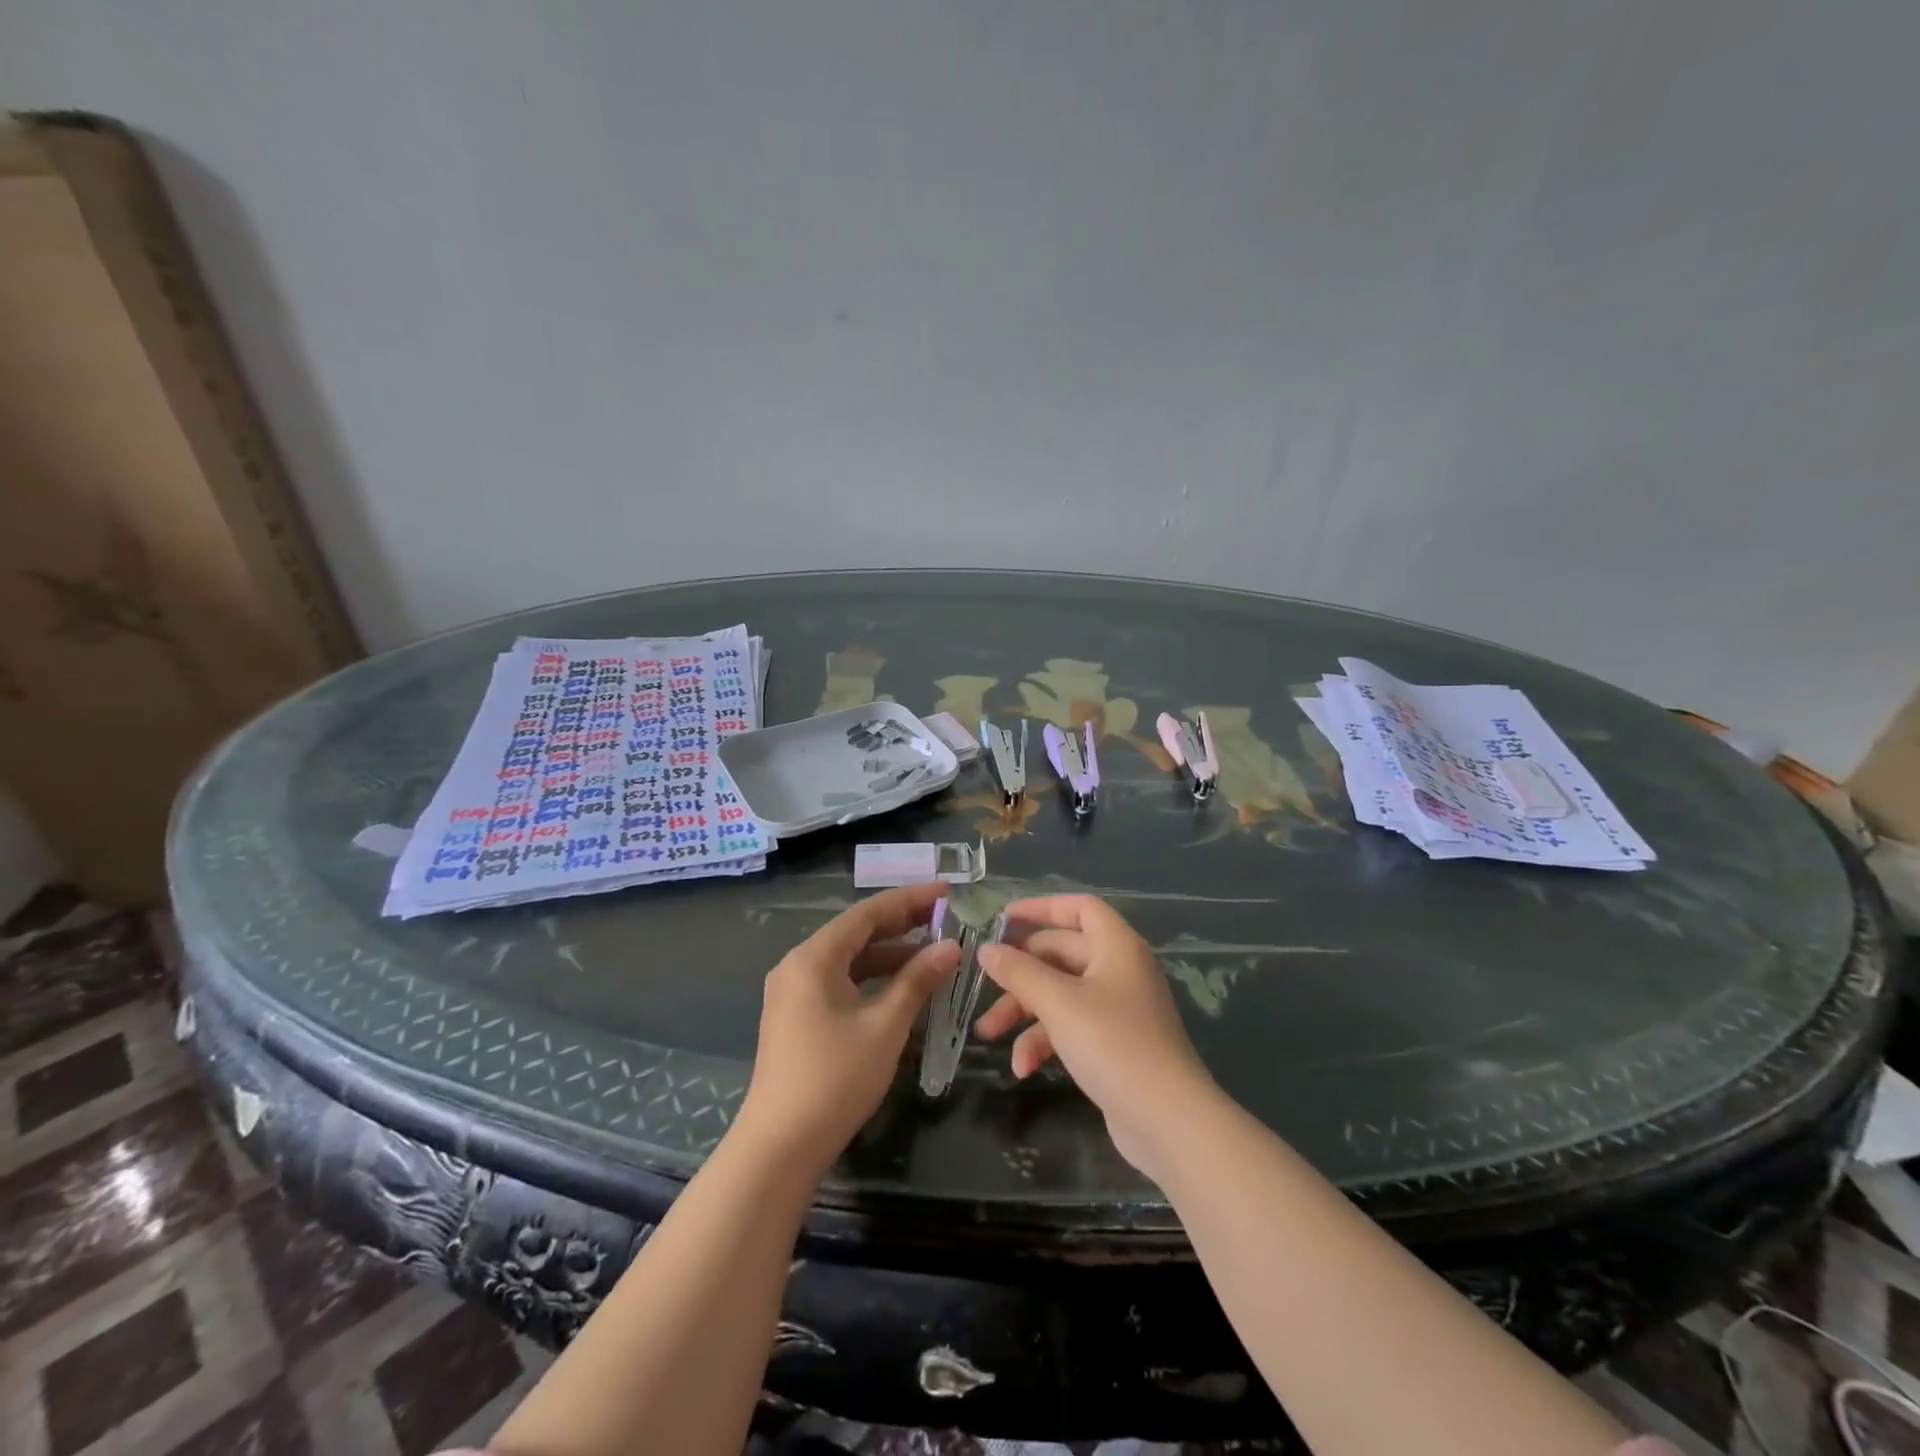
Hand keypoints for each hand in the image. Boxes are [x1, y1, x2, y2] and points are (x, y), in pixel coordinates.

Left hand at [735, 883, 959, 1174]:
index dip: (909, 900)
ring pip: (849, 959)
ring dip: (889, 954)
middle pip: (856, 932)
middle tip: (945, 918)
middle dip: (901, 924)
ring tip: (933, 951)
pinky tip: (902, 986)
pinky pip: (840, 981)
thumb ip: (918, 980)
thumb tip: (952, 947)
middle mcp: (798, 964)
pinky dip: (872, 978)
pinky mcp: (796, 1016)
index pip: (867, 913)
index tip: (946, 892)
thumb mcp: (885, 1025)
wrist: (780, 1146)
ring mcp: (793, 992)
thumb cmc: (835, 1077)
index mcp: (813, 957)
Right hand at [976, 894, 1217, 1181]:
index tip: (1003, 919)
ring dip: (1024, 1012)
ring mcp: (1117, 1008)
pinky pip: (1071, 1027)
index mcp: (1116, 946)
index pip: (1079, 908)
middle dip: (1020, 972)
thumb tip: (986, 949)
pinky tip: (1023, 1067)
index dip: (1042, 907)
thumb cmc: (1113, 1044)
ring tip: (988, 1034)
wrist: (1167, 1120)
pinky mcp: (1113, 1044)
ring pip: (1060, 993)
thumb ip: (1019, 972)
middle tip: (983, 985)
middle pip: (1061, 953)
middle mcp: (1118, 969)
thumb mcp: (1059, 1003)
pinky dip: (1045, 1041)